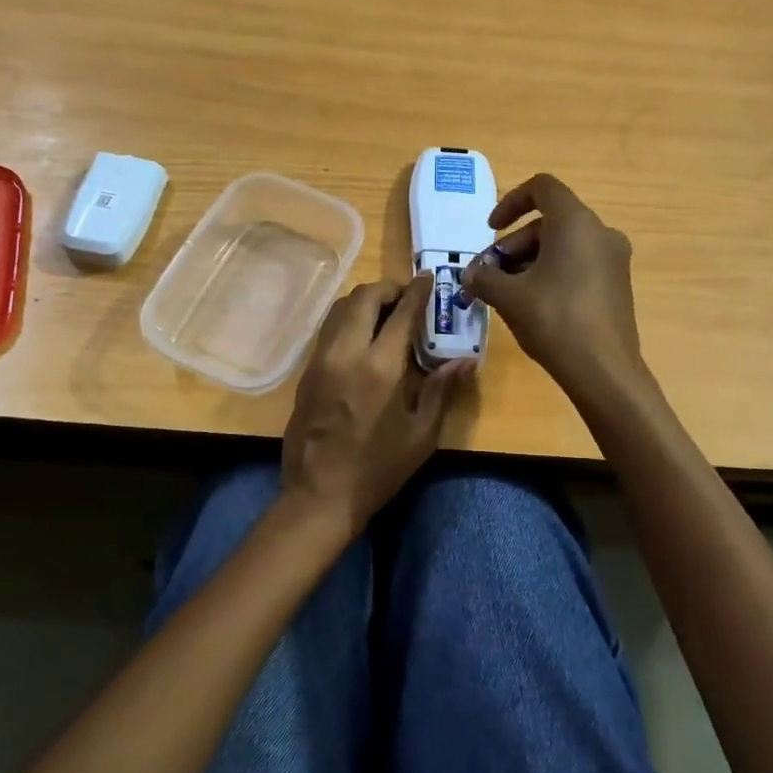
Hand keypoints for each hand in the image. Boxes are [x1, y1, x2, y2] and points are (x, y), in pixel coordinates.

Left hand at [281, 275, 470, 531]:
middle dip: (387, 288)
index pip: (401, 312)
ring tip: (385, 312)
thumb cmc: (378, 468)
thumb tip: (465, 360)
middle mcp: (346, 352)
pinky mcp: (307, 371)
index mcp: (380, 366)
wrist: (320, 494)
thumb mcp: (421, 434)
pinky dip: (348, 319)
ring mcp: (321, 359)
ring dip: (364, 300)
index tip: (428, 278)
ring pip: (340, 308)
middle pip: (363, 297)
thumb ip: (441, 390)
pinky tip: (363, 336)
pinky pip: (328, 329)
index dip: (417, 291)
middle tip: (406, 297)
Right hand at [461, 173, 644, 399]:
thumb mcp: (508, 296)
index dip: (510, 202)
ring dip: (529, 262)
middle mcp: (600, 233)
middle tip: (490, 275)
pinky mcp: (617, 285)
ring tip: (506, 294)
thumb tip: (470, 274)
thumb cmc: (554, 320)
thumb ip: (483, 277)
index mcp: (576, 222)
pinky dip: (552, 274)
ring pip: (563, 246)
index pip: (542, 188)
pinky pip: (578, 265)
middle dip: (513, 245)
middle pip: (549, 222)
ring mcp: (613, 260)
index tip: (490, 230)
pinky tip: (533, 306)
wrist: (604, 370)